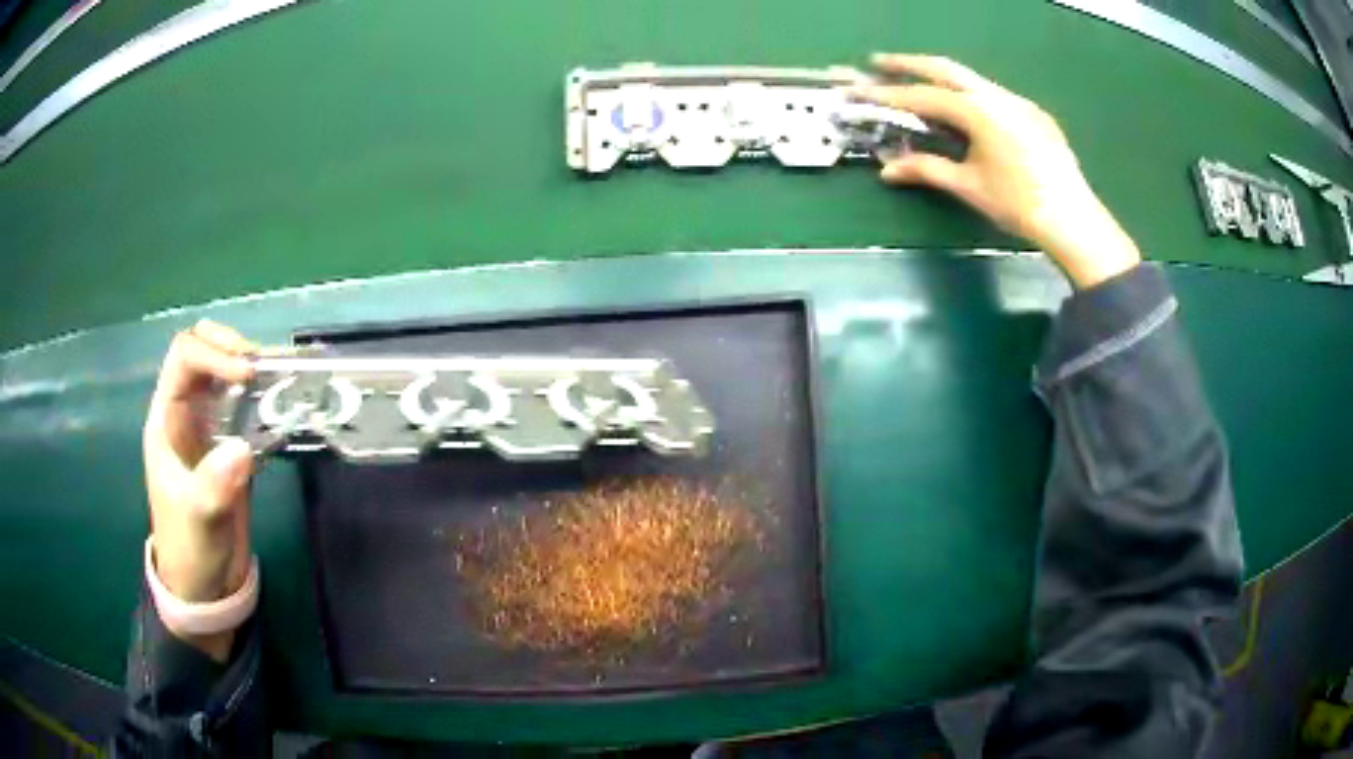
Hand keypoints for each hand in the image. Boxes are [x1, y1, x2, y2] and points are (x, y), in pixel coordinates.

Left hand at [143, 320, 256, 659]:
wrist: (205, 584)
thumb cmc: (190, 548)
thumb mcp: (198, 519)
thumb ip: (213, 484)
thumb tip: (242, 448)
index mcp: (166, 418)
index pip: (184, 358)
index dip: (214, 353)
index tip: (248, 374)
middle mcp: (186, 412)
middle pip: (202, 350)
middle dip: (230, 345)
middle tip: (261, 366)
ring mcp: (209, 427)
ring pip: (223, 371)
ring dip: (248, 364)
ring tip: (278, 376)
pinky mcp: (232, 445)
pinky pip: (245, 404)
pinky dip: (263, 393)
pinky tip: (283, 398)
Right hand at [854, 54, 1140, 288]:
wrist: (1073, 220)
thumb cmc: (1018, 205)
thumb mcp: (969, 187)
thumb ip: (927, 170)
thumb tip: (887, 170)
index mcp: (979, 111)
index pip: (924, 97)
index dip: (889, 95)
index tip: (861, 92)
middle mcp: (997, 96)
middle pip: (945, 68)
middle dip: (909, 63)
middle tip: (878, 61)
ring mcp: (1019, 102)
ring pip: (972, 79)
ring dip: (941, 77)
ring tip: (918, 83)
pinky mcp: (1035, 114)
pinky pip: (994, 95)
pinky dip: (970, 95)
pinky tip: (966, 111)